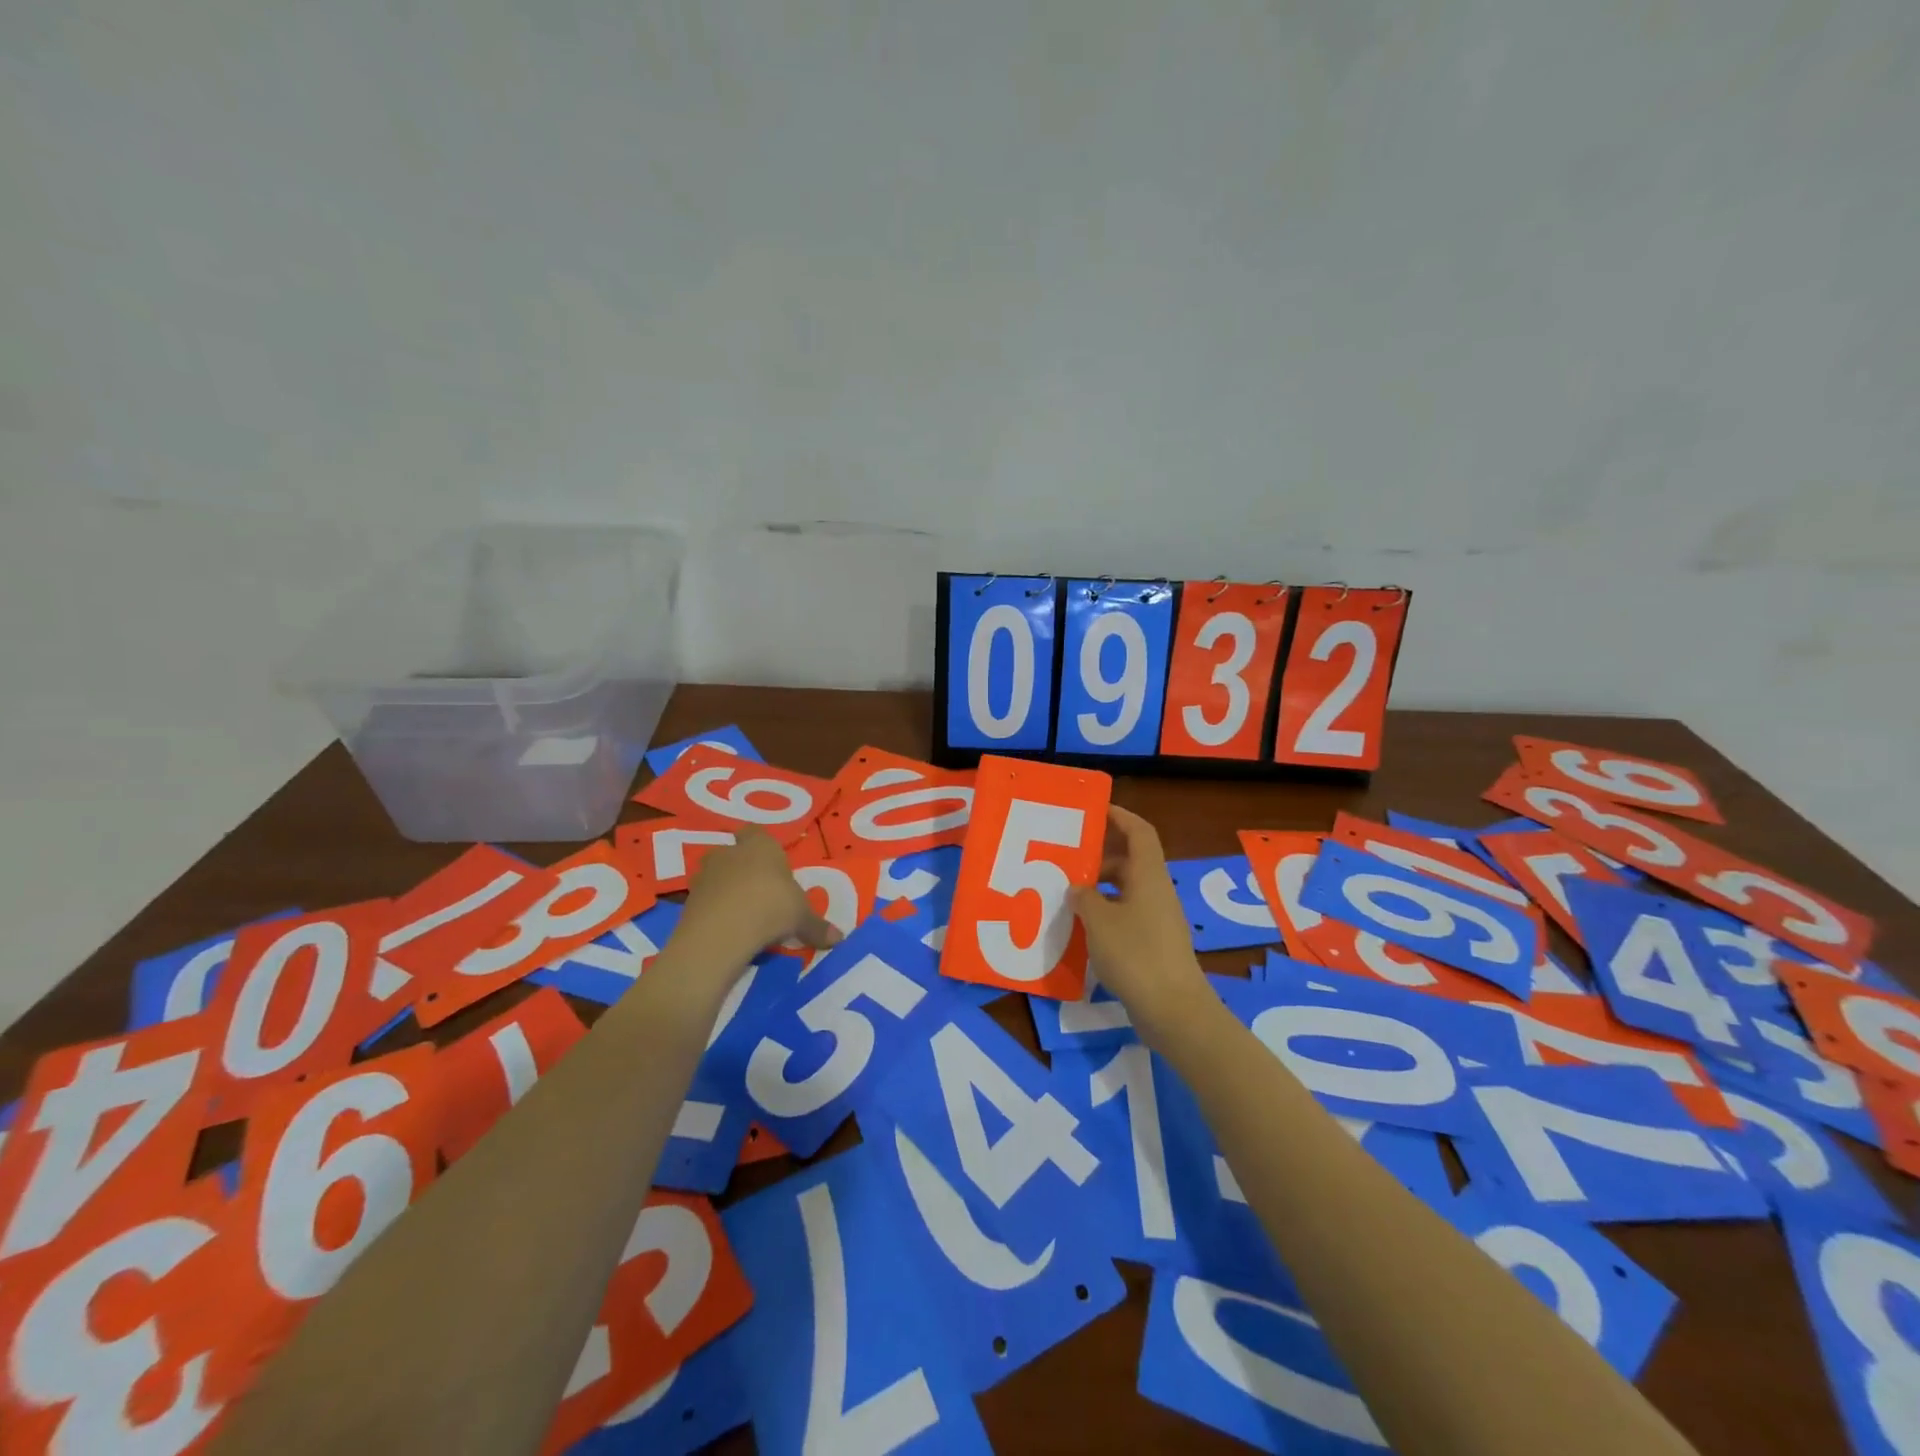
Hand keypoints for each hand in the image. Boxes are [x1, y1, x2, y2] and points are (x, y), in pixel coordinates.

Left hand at [678, 829, 840, 965]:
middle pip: (735, 853)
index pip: (757, 832)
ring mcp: (705, 875)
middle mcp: (730, 853)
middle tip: (762, 892)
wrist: (720, 933)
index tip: (774, 865)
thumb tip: (839, 938)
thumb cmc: (771, 908)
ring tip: (744, 914)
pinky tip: (727, 929)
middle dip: (745, 869)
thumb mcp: (801, 918)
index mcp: (760, 845)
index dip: (764, 846)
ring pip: (717, 876)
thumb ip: (817, 926)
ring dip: (727, 890)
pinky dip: (714, 911)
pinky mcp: (688, 900)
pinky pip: (706, 900)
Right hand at [1069, 805, 1209, 1041]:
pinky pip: (1128, 914)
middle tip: (1069, 858)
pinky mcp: (1155, 944)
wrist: (1174, 1010)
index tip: (1094, 810)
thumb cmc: (1135, 955)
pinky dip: (1106, 913)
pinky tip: (1083, 928)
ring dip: (1100, 887)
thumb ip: (1084, 898)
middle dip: (1101, 856)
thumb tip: (1078, 888)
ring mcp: (1158, 919)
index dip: (1119, 816)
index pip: (1139, 831)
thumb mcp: (1098, 921)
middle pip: (1131, 860)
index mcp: (1149, 875)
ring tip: (1068, 894)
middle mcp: (1157, 891)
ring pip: (1127, 889)